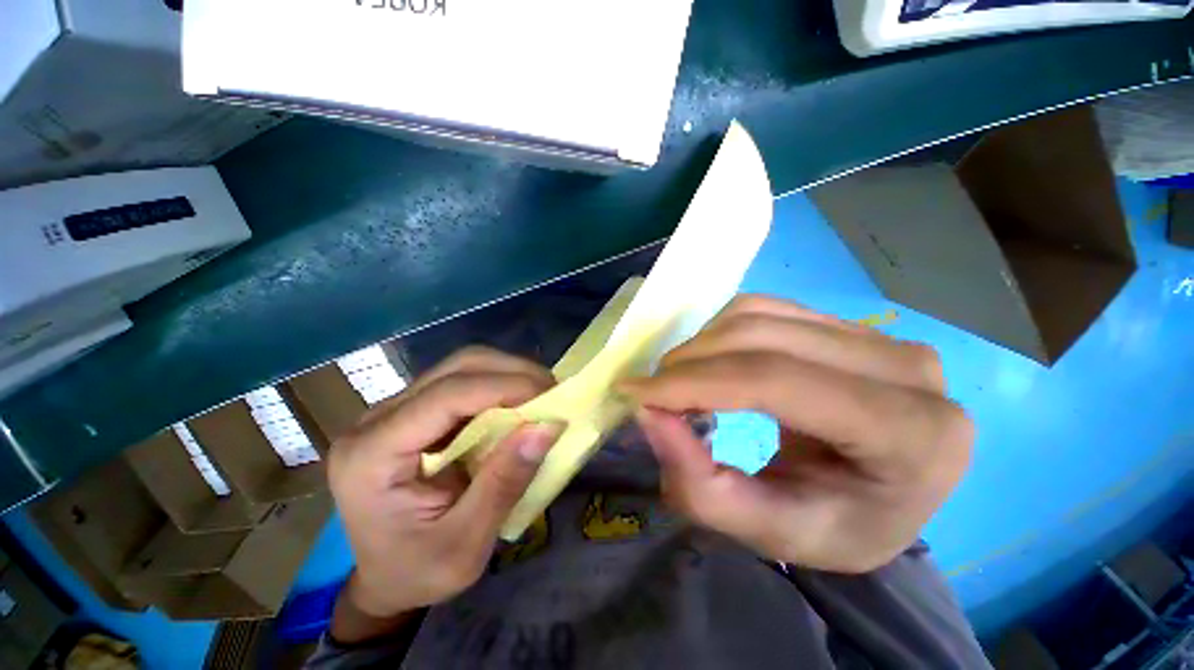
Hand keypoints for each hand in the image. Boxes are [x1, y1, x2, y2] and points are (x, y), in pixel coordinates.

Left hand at [328, 347, 558, 627]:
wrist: (385, 578)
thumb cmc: (417, 573)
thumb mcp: (464, 547)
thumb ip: (503, 485)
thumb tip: (547, 428)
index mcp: (371, 456)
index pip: (446, 396)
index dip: (504, 387)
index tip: (551, 395)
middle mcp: (376, 420)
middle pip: (455, 368)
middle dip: (512, 372)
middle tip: (552, 392)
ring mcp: (395, 410)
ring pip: (462, 367)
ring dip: (509, 374)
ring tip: (542, 395)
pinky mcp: (416, 410)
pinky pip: (464, 382)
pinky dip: (500, 385)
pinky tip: (520, 402)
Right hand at [620, 296, 972, 572]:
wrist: (877, 496)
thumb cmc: (836, 526)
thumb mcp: (768, 531)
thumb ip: (703, 487)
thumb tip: (649, 414)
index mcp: (911, 434)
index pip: (776, 381)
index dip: (695, 382)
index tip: (637, 393)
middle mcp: (906, 369)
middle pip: (763, 337)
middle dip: (689, 362)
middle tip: (652, 392)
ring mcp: (878, 335)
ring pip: (758, 314)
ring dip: (701, 345)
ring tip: (679, 382)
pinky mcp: (848, 323)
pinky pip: (765, 308)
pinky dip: (719, 331)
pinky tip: (710, 363)